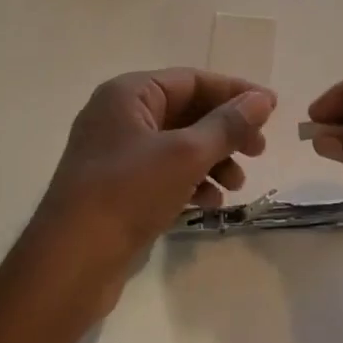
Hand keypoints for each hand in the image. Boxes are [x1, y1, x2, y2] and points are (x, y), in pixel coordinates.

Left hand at [28, 69, 275, 312]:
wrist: (70, 262)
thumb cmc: (127, 193)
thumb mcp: (185, 154)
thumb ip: (227, 124)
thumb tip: (262, 99)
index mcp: (128, 94)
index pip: (192, 80)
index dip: (234, 92)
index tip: (272, 110)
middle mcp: (119, 116)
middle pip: (187, 112)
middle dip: (225, 131)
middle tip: (259, 151)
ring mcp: (116, 153)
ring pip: (178, 145)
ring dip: (212, 160)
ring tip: (237, 185)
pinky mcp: (117, 188)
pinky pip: (163, 173)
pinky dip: (191, 182)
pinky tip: (210, 203)